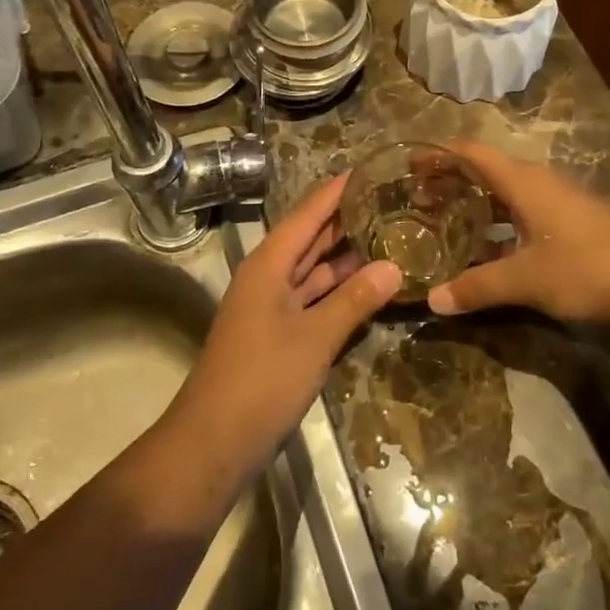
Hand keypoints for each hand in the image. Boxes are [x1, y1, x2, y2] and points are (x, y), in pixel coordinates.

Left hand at [163, 173, 401, 488]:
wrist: (215, 439)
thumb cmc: (262, 379)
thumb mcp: (314, 337)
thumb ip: (354, 300)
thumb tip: (393, 265)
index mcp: (268, 265)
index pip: (306, 216)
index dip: (334, 192)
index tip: (366, 169)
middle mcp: (268, 278)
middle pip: (309, 240)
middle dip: (344, 220)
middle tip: (388, 199)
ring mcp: (272, 308)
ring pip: (312, 271)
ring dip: (344, 257)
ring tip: (388, 235)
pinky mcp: (279, 336)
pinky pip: (313, 300)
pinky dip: (338, 292)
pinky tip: (368, 287)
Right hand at [427, 142, 609, 322]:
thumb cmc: (587, 268)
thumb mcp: (525, 280)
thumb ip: (477, 287)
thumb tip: (432, 302)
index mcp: (523, 182)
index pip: (471, 152)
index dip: (439, 155)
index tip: (409, 166)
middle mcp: (539, 183)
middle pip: (485, 169)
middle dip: (450, 179)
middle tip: (418, 198)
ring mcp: (559, 202)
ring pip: (505, 192)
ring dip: (474, 201)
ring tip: (445, 220)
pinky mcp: (572, 222)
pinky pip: (522, 211)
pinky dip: (497, 221)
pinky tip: (488, 249)